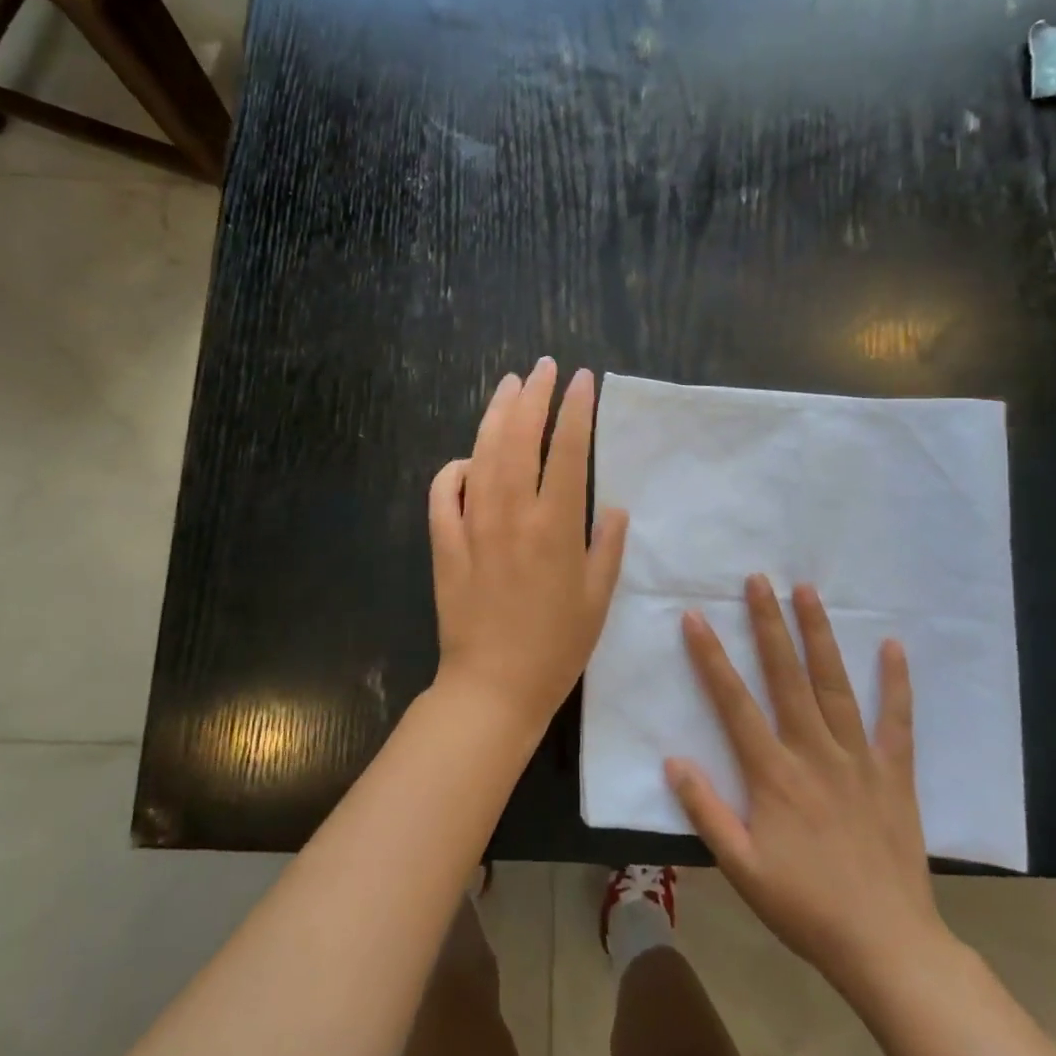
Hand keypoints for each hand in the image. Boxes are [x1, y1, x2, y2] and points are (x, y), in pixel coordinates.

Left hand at [429, 360, 629, 738]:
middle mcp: (513, 514)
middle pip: (520, 438)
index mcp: (556, 526)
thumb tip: (612, 506)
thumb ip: (608, 546)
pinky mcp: (445, 543)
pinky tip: (465, 459)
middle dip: (533, 396)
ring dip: (495, 415)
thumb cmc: (556, 647)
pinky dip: (453, 469)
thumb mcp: (598, 599)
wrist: (493, 687)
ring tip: (508, 386)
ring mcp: (473, 525)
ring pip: (482, 454)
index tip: (583, 380)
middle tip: (542, 368)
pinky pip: (443, 493)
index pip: (569, 450)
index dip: (577, 410)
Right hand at [666, 577, 949, 998]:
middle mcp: (814, 753)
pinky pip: (896, 721)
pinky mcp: (894, 773)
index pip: (734, 703)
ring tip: (808, 591)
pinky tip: (892, 645)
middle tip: (758, 579)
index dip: (711, 657)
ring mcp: (858, 759)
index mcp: (774, 774)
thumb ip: (705, 811)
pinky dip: (896, 683)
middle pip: (786, 677)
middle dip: (769, 624)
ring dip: (819, 635)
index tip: (695, 617)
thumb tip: (673, 760)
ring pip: (835, 685)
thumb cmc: (805, 906)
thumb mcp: (741, 868)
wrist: (887, 947)